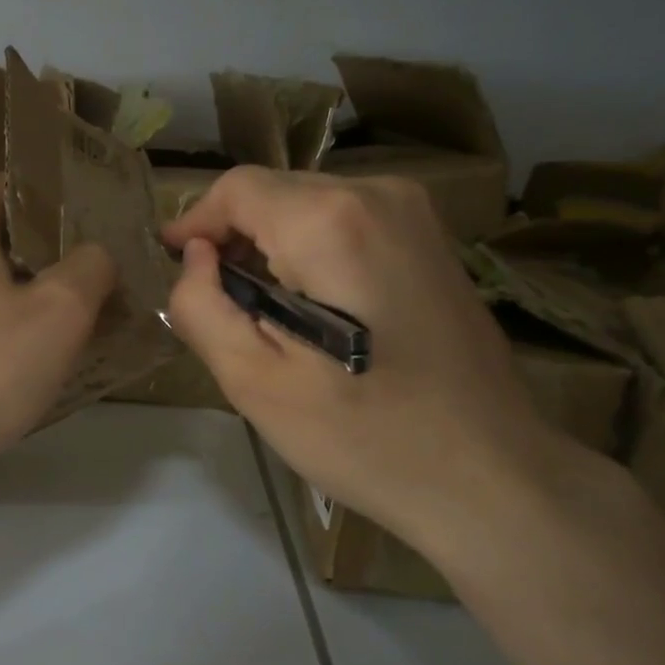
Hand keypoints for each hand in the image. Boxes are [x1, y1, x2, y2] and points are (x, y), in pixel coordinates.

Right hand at [163, 168, 556, 543]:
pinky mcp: (432, 240)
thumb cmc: (363, 435)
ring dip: (271, 248)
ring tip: (264, 315)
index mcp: (330, 222)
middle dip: (233, 239)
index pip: (236, 190)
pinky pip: (346, 223)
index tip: (174, 268)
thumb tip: (194, 258)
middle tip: (220, 306)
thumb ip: (202, 306)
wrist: (490, 475)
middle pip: (273, 193)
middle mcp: (378, 195)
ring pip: (308, 206)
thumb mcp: (255, 382)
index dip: (194, 224)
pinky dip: (311, 252)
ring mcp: (415, 214)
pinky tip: (314, 311)